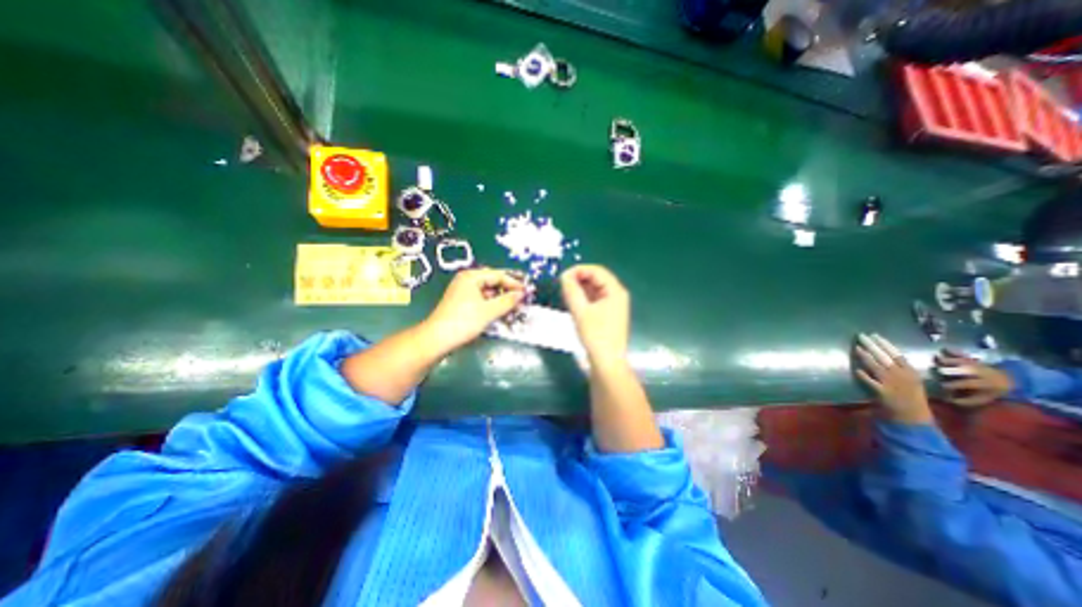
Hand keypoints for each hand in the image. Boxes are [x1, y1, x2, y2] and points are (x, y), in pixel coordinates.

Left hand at [423, 268, 524, 353]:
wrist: (437, 339)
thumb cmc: (463, 321)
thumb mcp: (489, 311)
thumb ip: (508, 301)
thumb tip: (522, 294)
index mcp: (471, 277)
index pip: (498, 275)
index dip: (514, 283)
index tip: (527, 292)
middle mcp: (466, 281)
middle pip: (493, 282)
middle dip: (508, 292)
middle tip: (522, 300)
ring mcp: (463, 292)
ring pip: (488, 292)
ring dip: (501, 300)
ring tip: (513, 308)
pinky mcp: (462, 303)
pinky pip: (482, 300)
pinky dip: (492, 305)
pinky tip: (501, 313)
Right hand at [563, 264, 630, 367]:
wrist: (607, 362)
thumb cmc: (596, 335)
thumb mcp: (580, 311)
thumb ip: (571, 291)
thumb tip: (564, 276)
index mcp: (615, 291)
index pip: (597, 271)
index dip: (579, 270)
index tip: (562, 276)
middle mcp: (617, 295)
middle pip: (597, 278)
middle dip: (579, 278)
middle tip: (562, 284)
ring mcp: (613, 305)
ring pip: (595, 289)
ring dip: (580, 288)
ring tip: (565, 292)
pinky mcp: (608, 314)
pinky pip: (595, 299)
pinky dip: (584, 297)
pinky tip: (573, 301)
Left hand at [850, 335, 933, 424]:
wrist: (914, 419)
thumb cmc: (912, 400)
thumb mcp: (912, 382)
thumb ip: (900, 370)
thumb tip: (884, 356)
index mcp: (911, 373)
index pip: (897, 354)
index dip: (885, 344)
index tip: (875, 335)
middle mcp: (903, 376)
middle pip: (885, 357)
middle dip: (872, 345)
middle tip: (861, 335)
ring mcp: (893, 385)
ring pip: (877, 367)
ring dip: (866, 356)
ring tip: (856, 347)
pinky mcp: (883, 393)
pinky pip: (871, 382)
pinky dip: (864, 375)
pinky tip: (857, 369)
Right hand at [939, 347, 1013, 403]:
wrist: (1008, 381)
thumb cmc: (991, 391)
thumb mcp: (984, 399)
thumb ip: (967, 400)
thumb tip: (948, 399)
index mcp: (986, 383)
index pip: (968, 383)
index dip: (955, 384)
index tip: (942, 386)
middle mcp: (982, 373)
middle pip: (966, 370)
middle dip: (952, 369)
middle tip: (938, 370)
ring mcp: (978, 365)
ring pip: (964, 362)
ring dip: (951, 360)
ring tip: (938, 359)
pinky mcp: (974, 360)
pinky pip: (965, 355)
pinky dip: (955, 352)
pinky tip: (945, 349)